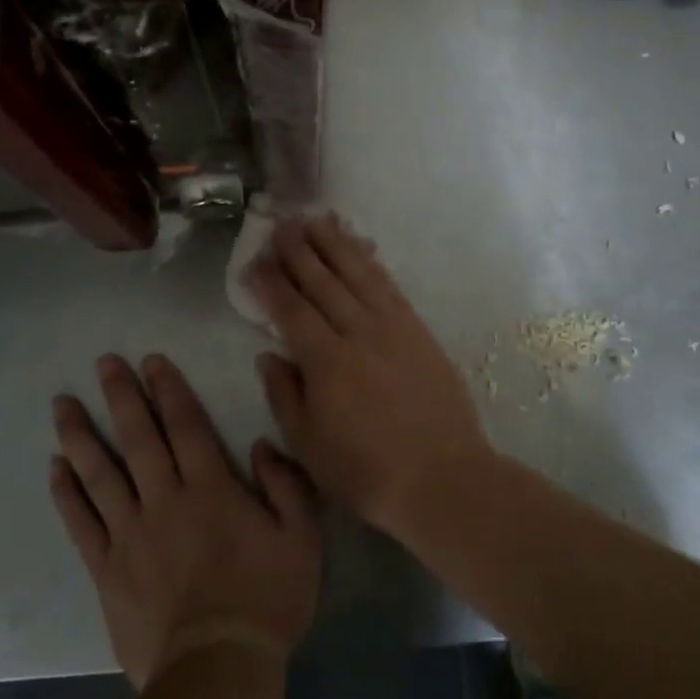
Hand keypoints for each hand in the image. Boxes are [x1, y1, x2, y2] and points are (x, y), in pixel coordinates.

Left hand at [50, 353, 321, 688]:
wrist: (217, 673)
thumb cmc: (266, 602)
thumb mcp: (302, 539)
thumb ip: (287, 485)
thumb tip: (262, 445)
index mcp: (211, 489)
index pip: (185, 425)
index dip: (168, 389)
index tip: (151, 361)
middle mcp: (165, 500)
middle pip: (138, 438)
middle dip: (121, 396)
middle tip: (103, 362)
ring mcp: (130, 535)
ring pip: (100, 474)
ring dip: (81, 435)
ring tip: (62, 403)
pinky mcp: (107, 570)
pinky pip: (81, 523)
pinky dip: (66, 494)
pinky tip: (55, 468)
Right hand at [249, 214, 494, 537]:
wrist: (443, 478)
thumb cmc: (367, 472)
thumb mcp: (308, 447)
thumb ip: (284, 395)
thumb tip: (269, 353)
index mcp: (326, 361)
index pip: (291, 310)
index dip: (271, 282)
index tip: (256, 259)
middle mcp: (358, 333)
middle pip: (323, 282)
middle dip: (299, 251)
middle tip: (281, 224)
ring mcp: (393, 328)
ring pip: (358, 274)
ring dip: (335, 244)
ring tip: (316, 220)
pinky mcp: (419, 330)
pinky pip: (390, 286)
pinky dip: (372, 263)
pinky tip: (361, 249)